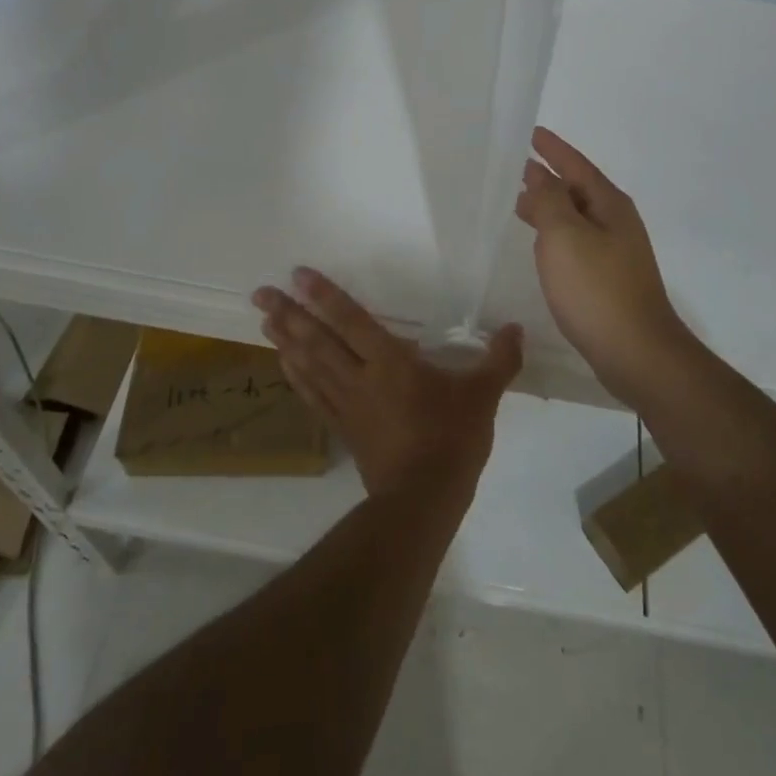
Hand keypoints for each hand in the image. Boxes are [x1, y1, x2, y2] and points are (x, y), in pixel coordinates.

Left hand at [252, 269, 521, 497]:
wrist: (423, 499)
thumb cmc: (452, 440)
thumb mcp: (483, 396)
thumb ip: (499, 359)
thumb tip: (515, 328)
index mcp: (391, 362)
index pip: (352, 320)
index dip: (325, 296)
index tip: (298, 275)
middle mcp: (360, 377)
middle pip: (318, 339)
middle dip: (289, 314)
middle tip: (260, 293)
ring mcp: (347, 404)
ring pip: (309, 365)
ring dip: (285, 341)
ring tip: (264, 320)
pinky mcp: (344, 428)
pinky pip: (313, 396)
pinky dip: (295, 377)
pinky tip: (283, 364)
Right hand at [514, 127, 688, 404]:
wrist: (636, 353)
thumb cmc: (596, 289)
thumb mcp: (564, 236)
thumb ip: (549, 201)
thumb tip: (541, 177)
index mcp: (609, 206)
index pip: (577, 166)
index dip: (554, 149)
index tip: (532, 133)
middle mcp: (616, 224)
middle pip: (578, 190)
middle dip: (549, 178)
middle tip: (518, 168)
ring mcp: (616, 253)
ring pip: (576, 219)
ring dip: (550, 207)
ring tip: (520, 203)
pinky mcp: (609, 280)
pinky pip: (577, 243)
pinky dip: (556, 235)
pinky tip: (542, 247)